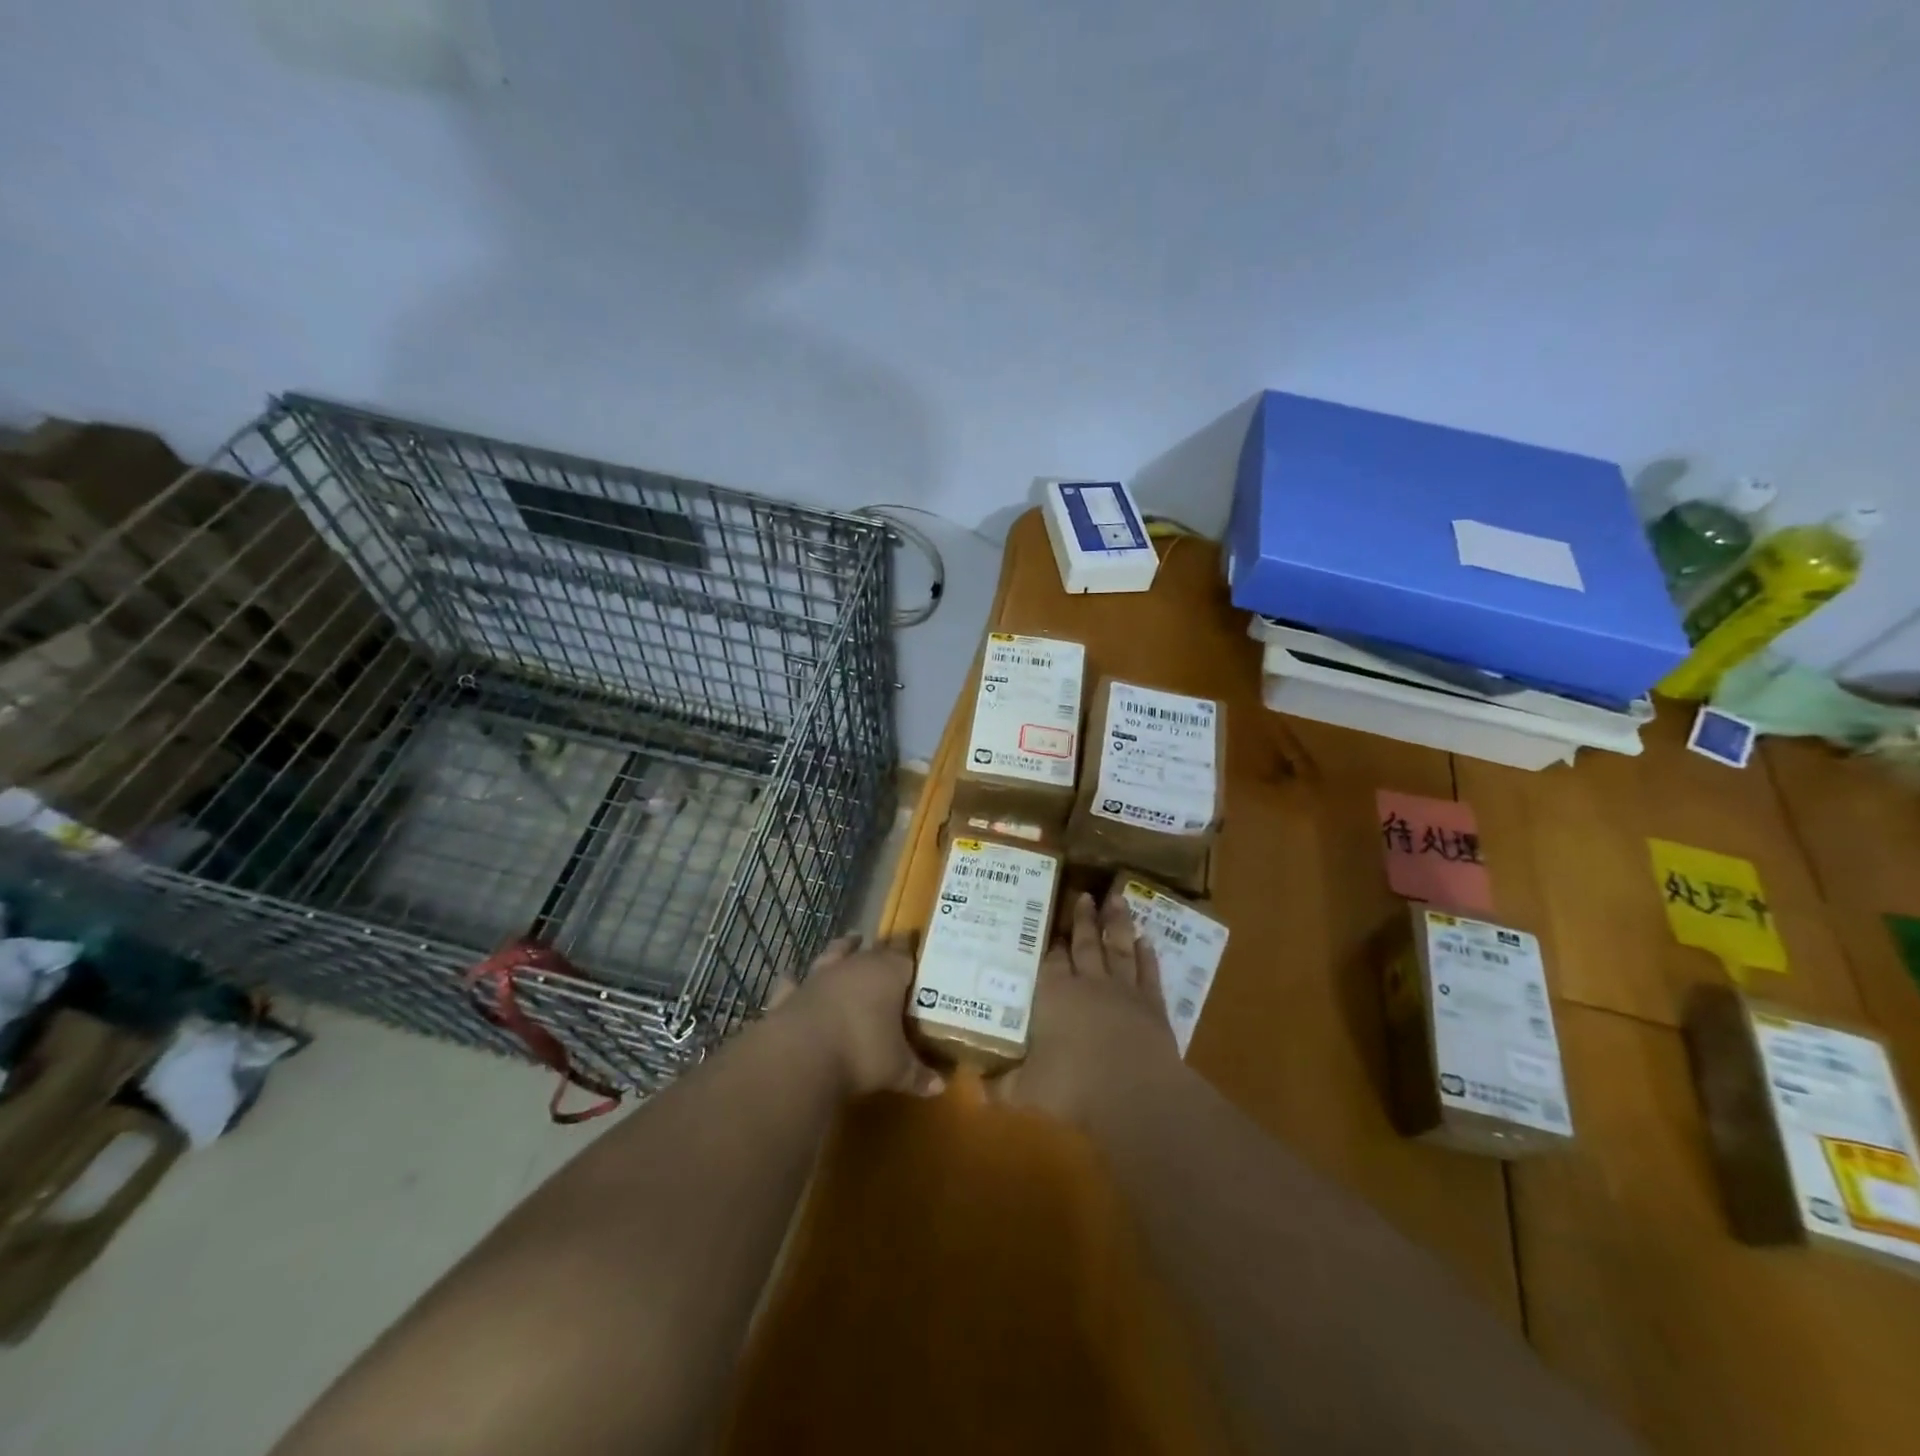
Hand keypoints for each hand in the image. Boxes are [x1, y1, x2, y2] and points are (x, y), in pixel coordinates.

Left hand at [766, 935, 943, 1098]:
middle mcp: (854, 966)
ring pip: (834, 953)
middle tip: (888, 954)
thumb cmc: (861, 1052)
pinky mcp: (791, 993)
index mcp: (887, 973)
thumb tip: (940, 1087)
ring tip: (848, 942)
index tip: (916, 948)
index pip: (905, 954)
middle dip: (881, 950)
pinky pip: (795, 981)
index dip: (911, 951)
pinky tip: (793, 979)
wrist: (800, 1055)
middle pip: (872, 949)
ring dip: (842, 949)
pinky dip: (796, 981)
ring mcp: (820, 976)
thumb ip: (918, 1073)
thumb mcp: (897, 1069)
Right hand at [993, 885, 1184, 1123]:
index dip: (1052, 943)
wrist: (1135, 1091)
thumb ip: (1001, 1088)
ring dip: (1117, 923)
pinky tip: (1147, 940)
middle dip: (1084, 919)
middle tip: (1085, 895)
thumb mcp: (1027, 1091)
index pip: (1052, 960)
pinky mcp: (1153, 1005)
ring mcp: (1123, 990)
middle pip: (1085, 943)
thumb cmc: (1074, 1085)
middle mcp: (1088, 983)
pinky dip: (1148, 956)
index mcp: (1055, 994)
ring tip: (1117, 899)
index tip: (1053, 926)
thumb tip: (974, 1091)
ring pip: (1119, 947)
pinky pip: (1149, 972)